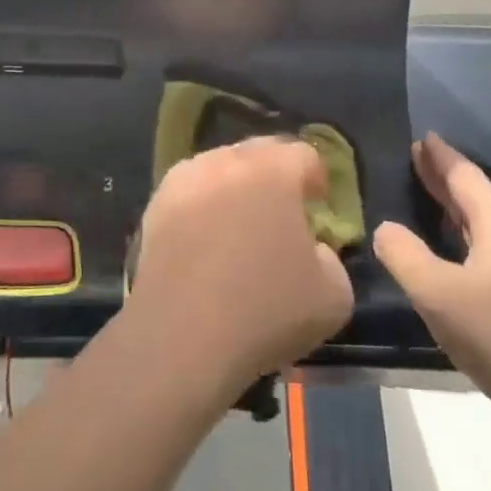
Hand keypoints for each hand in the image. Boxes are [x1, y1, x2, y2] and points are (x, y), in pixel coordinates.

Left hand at [128, 137, 353, 391]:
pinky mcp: (156, 203)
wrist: (182, 336)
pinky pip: (190, 192)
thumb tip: (311, 249)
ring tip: (239, 228)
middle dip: (275, 177)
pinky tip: (205, 244)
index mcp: (274, 169)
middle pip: (259, 153)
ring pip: (220, 168)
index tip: (317, 208)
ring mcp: (186, 178)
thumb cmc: (266, 311)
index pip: (304, 154)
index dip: (315, 178)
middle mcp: (228, 160)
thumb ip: (331, 258)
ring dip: (235, 188)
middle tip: (281, 215)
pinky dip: (202, 207)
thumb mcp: (334, 296)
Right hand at [374, 133, 490, 446]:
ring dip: (456, 214)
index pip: (465, 176)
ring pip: (486, 229)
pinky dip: (466, 244)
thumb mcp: (439, 294)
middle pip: (477, 199)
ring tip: (430, 208)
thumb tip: (385, 228)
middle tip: (417, 162)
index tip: (422, 138)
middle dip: (445, 180)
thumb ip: (405, 256)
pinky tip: (456, 264)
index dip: (441, 157)